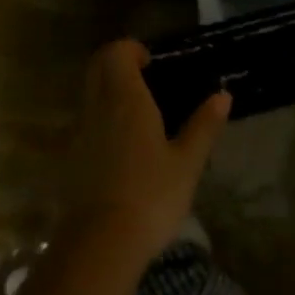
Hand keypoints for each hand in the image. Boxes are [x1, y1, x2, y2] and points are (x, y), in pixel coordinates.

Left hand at [65, 40, 230, 265]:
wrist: (100, 245)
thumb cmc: (151, 197)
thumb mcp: (187, 163)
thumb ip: (204, 126)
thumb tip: (223, 95)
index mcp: (126, 99)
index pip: (116, 52)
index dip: (131, 49)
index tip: (152, 62)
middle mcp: (97, 107)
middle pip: (97, 67)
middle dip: (117, 64)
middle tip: (146, 80)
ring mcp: (79, 132)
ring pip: (88, 94)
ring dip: (107, 91)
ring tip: (139, 114)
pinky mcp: (70, 158)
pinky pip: (85, 121)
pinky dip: (101, 118)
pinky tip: (123, 146)